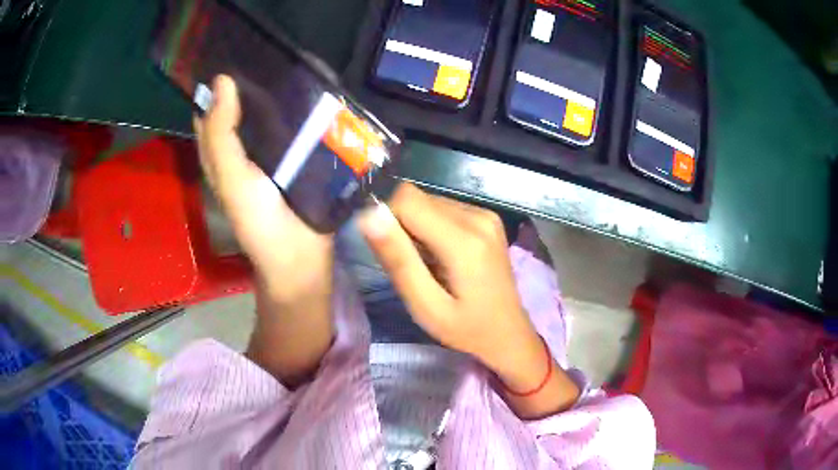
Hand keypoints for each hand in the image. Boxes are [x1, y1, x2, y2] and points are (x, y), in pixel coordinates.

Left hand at [195, 75, 333, 385]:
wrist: (301, 259)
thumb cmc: (261, 224)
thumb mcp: (232, 179)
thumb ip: (222, 135)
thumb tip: (222, 81)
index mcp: (221, 152)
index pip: (211, 109)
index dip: (216, 83)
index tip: (231, 50)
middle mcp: (243, 148)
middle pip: (241, 106)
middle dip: (251, 80)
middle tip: (269, 47)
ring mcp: (272, 152)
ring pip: (269, 113)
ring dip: (277, 90)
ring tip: (294, 59)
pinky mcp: (298, 157)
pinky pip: (294, 125)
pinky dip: (299, 107)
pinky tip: (313, 89)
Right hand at [358, 184, 578, 416]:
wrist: (509, 334)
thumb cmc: (466, 329)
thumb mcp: (426, 306)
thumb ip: (398, 260)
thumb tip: (369, 214)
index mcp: (464, 240)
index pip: (406, 199)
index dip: (388, 220)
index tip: (392, 253)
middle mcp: (478, 216)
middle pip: (418, 198)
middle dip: (403, 226)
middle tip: (413, 266)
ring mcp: (486, 214)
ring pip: (429, 201)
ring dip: (418, 227)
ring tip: (430, 264)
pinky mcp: (488, 217)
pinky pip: (444, 208)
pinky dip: (433, 227)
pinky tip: (444, 256)